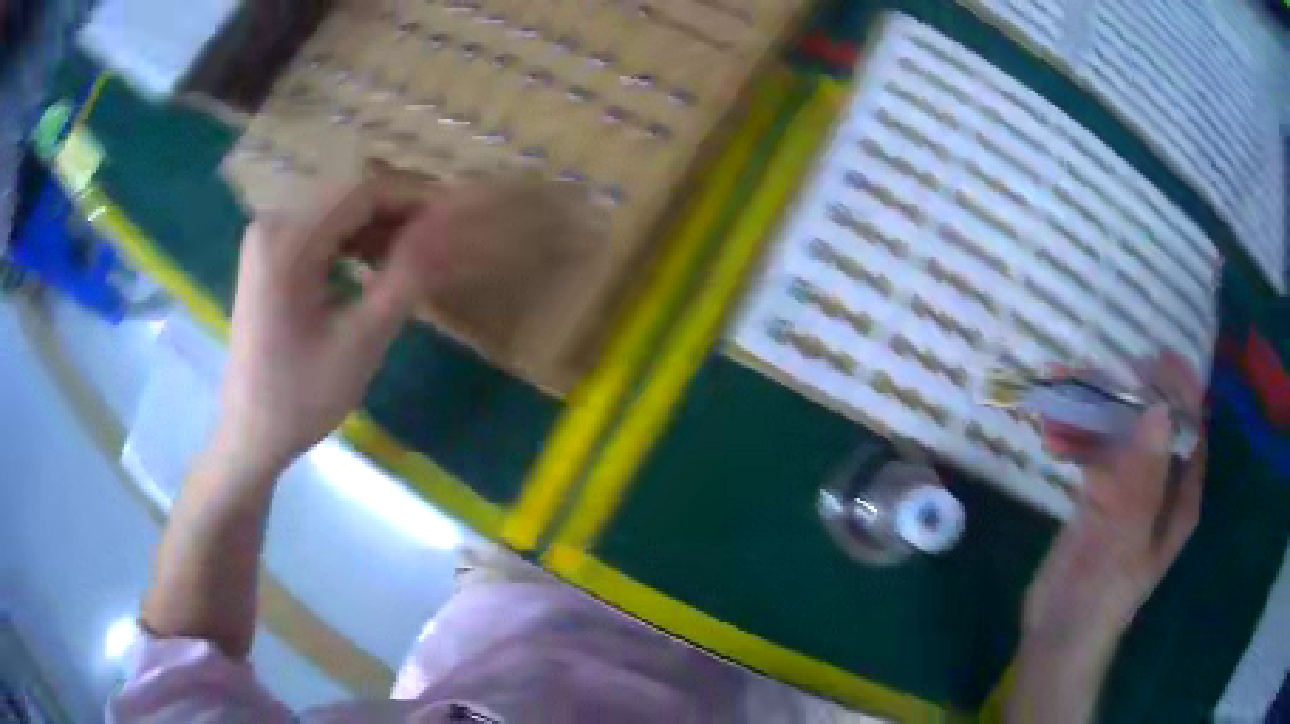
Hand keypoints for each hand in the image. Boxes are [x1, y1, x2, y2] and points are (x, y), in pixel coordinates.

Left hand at [215, 181, 445, 475]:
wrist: (250, 434)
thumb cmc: (301, 397)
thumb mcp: (361, 342)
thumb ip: (406, 277)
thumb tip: (447, 227)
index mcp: (287, 240)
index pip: (363, 191)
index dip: (415, 199)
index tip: (454, 224)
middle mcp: (272, 223)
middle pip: (349, 196)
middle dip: (399, 214)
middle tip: (439, 248)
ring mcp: (267, 237)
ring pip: (338, 211)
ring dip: (379, 229)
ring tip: (413, 262)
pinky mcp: (268, 254)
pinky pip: (321, 230)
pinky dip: (354, 243)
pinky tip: (375, 269)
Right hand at [1027, 350, 1207, 636]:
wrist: (1057, 636)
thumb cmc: (1103, 597)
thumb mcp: (1128, 540)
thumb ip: (1145, 478)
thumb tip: (1158, 409)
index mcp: (1182, 493)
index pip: (1190, 427)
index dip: (1179, 390)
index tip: (1154, 359)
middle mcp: (1161, 482)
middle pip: (1154, 422)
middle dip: (1129, 393)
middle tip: (1099, 367)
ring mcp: (1129, 486)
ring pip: (1120, 433)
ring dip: (1094, 410)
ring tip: (1062, 385)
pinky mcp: (1098, 495)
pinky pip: (1092, 453)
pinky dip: (1075, 437)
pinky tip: (1051, 431)